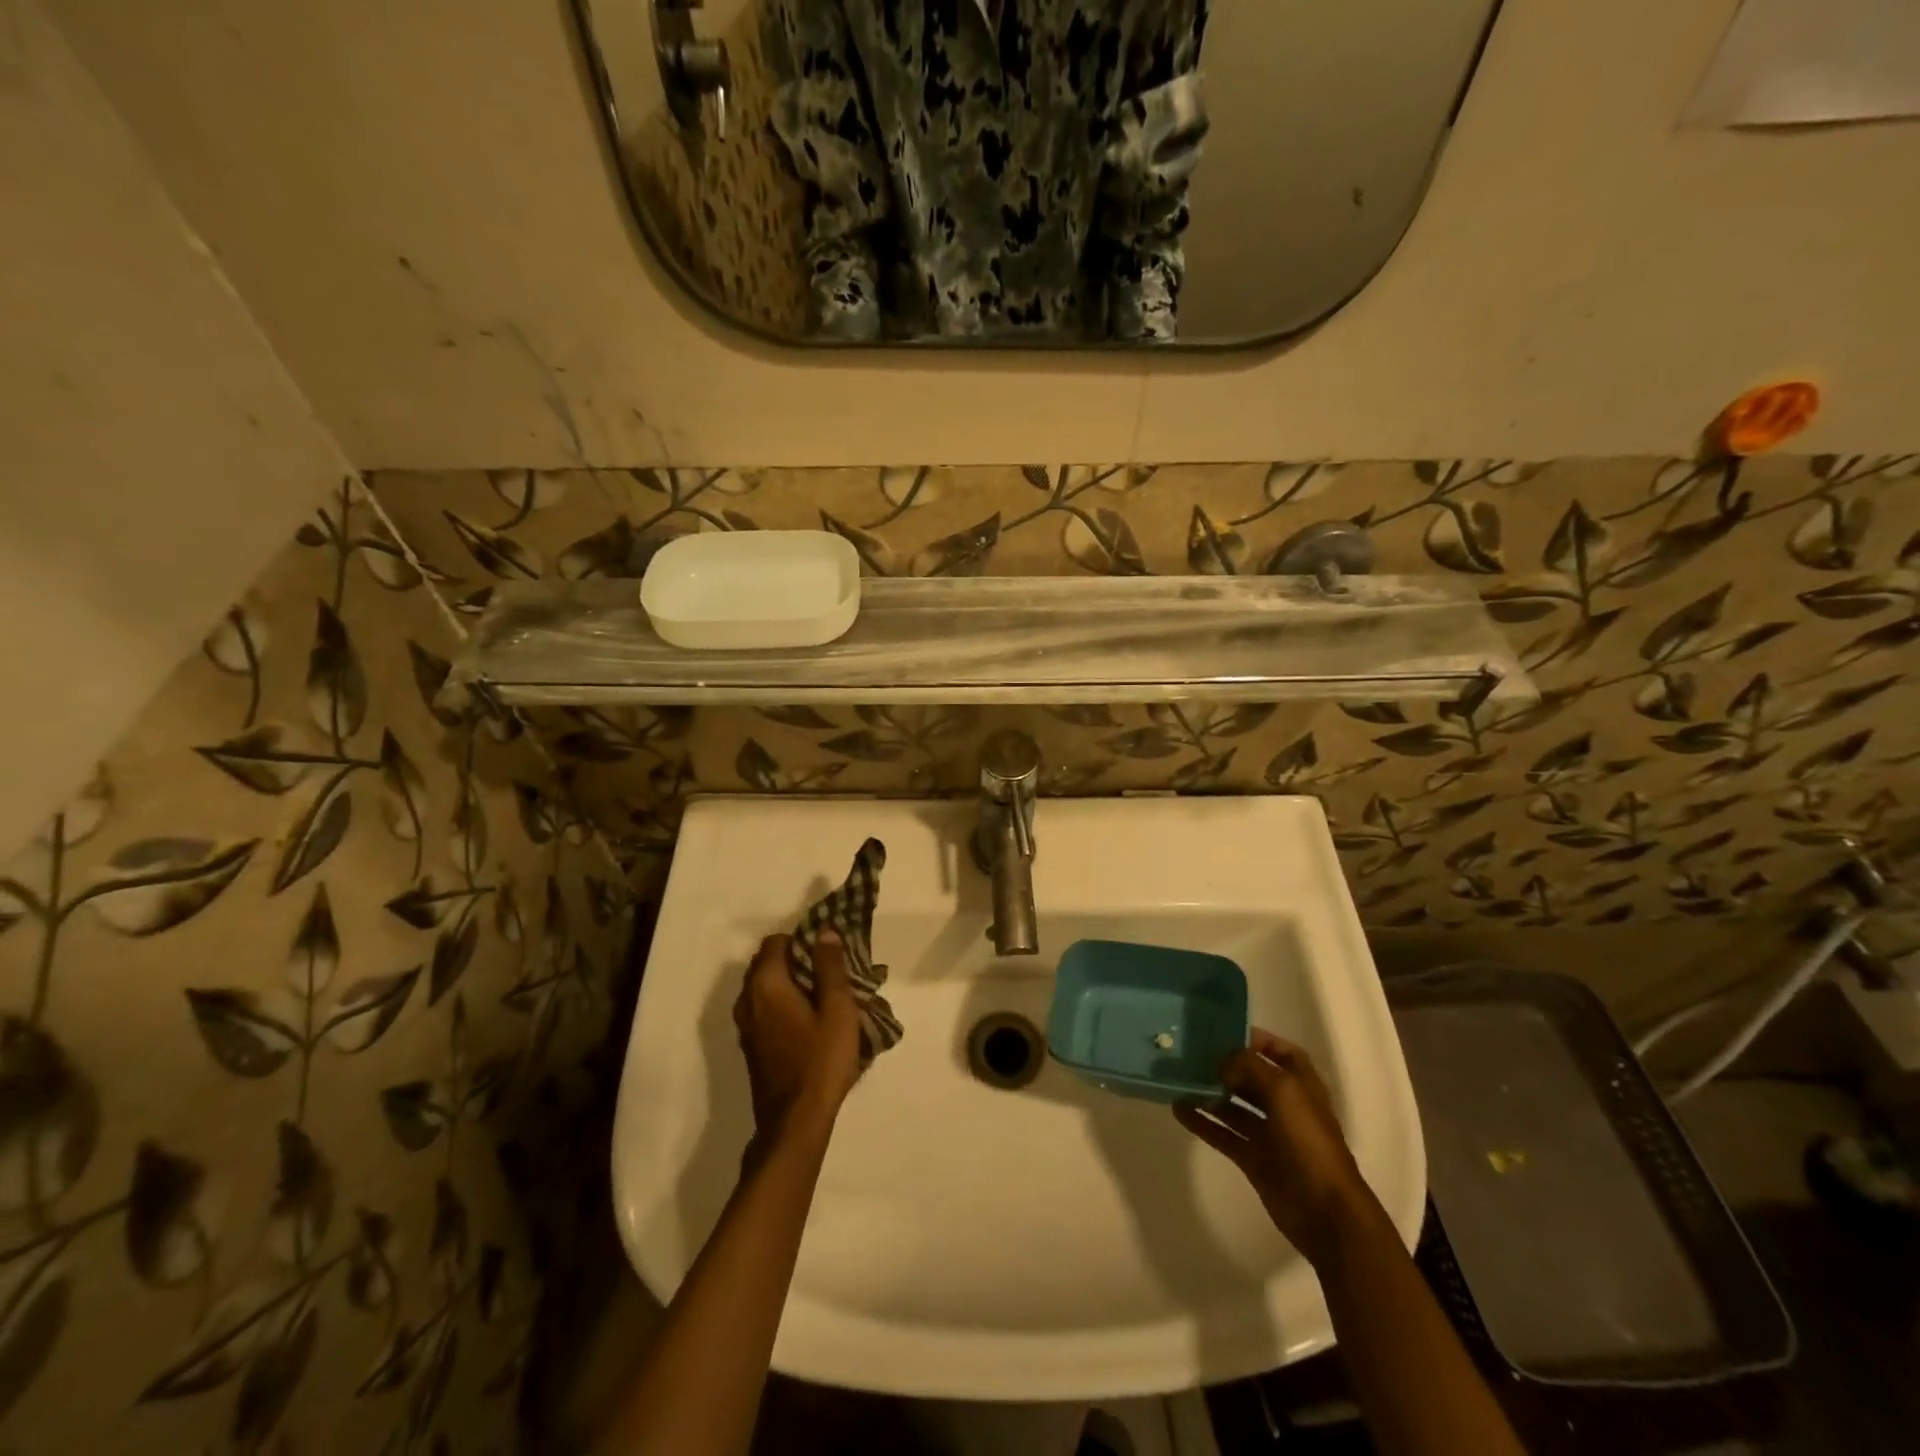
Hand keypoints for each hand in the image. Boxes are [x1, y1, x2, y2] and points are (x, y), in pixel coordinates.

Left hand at [733, 931, 864, 1152]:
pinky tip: (807, 1020)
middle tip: (827, 973)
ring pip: (763, 988)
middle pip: (765, 963)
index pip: (775, 943)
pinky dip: (781, 1003)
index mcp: (766, 985)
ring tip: (821, 996)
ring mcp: (745, 1025)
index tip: (826, 953)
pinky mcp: (750, 1046)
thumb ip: (830, 967)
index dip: (800, 940)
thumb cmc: (820, 1061)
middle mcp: (747, 1000)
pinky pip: (763, 1009)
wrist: (795, 1123)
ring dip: (787, 983)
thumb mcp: (837, 1009)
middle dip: (794, 960)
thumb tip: (824, 932)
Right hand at [1174, 1029, 1378, 1265]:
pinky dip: (1202, 1121)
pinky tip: (1178, 1109)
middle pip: (1251, 1077)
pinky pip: (1223, 1133)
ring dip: (1209, 1092)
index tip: (1222, 1032)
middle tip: (1190, 1052)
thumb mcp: (1283, 1090)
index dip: (1256, 1039)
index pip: (1280, 1051)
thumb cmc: (1309, 1142)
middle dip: (1224, 1064)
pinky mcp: (1254, 1158)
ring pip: (1234, 1105)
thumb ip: (1249, 1066)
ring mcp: (1269, 1134)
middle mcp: (1285, 1105)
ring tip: (1178, 1078)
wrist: (1325, 1211)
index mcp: (1301, 1085)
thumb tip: (1221, 1063)